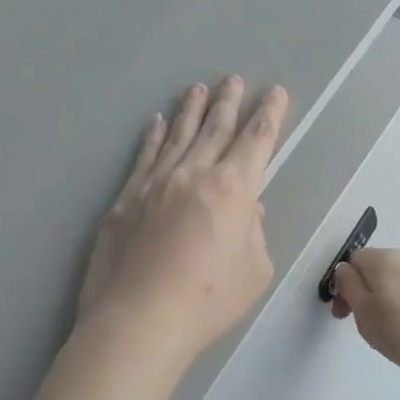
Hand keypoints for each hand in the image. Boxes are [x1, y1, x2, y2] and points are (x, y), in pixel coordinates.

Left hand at [77, 76, 288, 361]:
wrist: (139, 320)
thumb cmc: (209, 300)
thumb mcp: (255, 270)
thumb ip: (253, 232)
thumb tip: (246, 210)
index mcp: (234, 189)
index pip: (257, 140)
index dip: (269, 114)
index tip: (274, 93)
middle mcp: (195, 174)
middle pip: (216, 128)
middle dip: (229, 102)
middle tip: (233, 78)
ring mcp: (156, 183)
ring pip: (179, 136)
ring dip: (192, 110)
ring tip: (198, 88)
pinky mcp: (125, 199)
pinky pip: (144, 157)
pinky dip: (153, 137)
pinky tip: (157, 123)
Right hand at [328, 247, 399, 379]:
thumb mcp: (364, 312)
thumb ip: (348, 286)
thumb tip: (343, 270)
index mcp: (381, 258)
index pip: (351, 262)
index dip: (343, 287)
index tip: (344, 314)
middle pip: (373, 269)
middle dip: (363, 293)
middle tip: (366, 325)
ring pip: (393, 281)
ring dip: (385, 299)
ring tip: (391, 330)